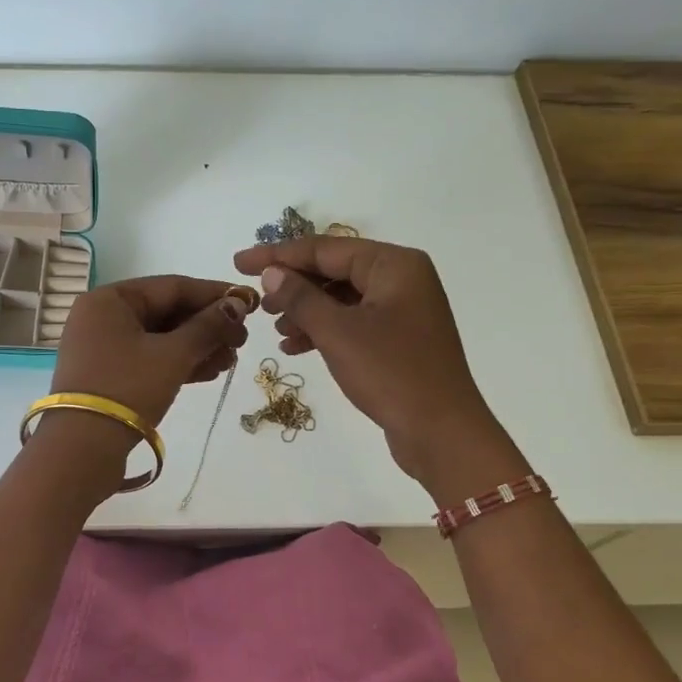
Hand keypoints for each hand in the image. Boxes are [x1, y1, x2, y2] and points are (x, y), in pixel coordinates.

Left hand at [51, 275, 254, 431]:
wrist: (82, 449)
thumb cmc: (127, 388)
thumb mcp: (173, 355)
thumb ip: (207, 327)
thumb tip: (238, 304)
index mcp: (109, 299)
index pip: (172, 286)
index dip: (214, 294)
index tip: (249, 302)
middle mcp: (102, 316)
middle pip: (166, 312)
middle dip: (207, 326)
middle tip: (242, 340)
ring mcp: (102, 347)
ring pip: (159, 338)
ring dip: (197, 347)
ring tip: (230, 360)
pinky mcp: (107, 375)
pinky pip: (149, 358)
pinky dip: (177, 363)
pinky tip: (209, 372)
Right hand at [231, 237, 526, 496]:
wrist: (442, 433)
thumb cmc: (391, 373)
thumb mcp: (337, 332)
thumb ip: (300, 297)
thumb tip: (271, 273)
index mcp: (394, 264)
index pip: (325, 249)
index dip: (278, 255)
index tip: (239, 262)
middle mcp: (402, 278)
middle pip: (334, 270)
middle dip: (293, 286)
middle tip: (258, 302)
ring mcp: (403, 309)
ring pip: (342, 298)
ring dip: (306, 311)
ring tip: (275, 329)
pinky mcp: (399, 338)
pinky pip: (353, 322)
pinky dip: (324, 331)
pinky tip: (295, 347)